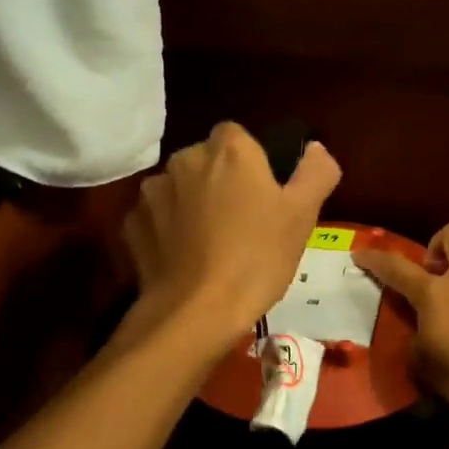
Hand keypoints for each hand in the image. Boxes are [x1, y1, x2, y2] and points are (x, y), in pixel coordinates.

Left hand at [122, 122, 340, 349]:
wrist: (195, 312)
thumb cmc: (257, 258)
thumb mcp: (303, 215)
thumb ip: (315, 172)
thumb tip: (314, 149)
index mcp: (228, 149)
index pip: (238, 136)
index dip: (252, 162)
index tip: (264, 194)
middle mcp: (185, 159)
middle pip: (207, 160)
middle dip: (220, 181)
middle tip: (243, 222)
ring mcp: (152, 192)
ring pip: (180, 188)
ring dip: (192, 204)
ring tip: (211, 243)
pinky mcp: (132, 224)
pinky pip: (157, 217)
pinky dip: (169, 230)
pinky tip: (185, 258)